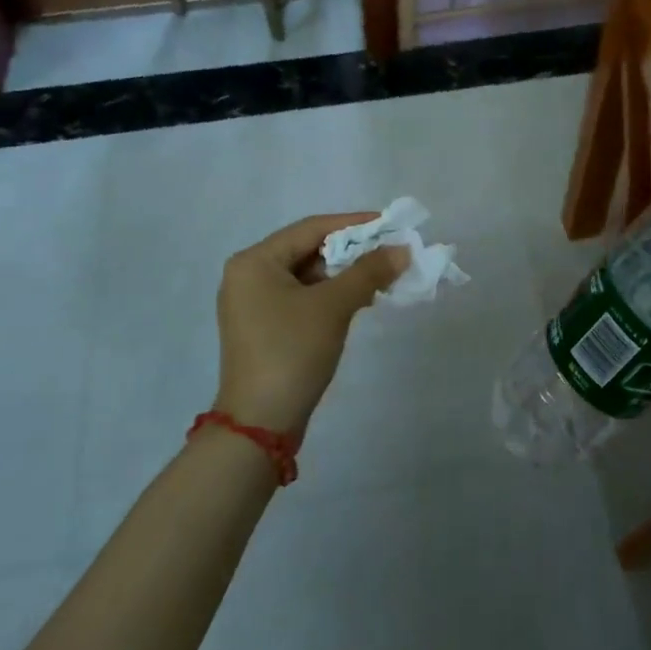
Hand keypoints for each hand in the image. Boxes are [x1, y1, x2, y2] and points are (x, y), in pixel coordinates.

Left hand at [212, 213, 406, 435]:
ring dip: (344, 274)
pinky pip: (302, 297)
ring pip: (307, 275)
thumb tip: (402, 249)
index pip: (311, 228)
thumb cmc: (292, 351)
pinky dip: (330, 294)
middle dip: (351, 251)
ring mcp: (253, 303)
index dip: (353, 224)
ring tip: (382, 276)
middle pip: (308, 250)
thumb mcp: (333, 306)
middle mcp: (248, 275)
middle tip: (390, 252)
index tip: (389, 224)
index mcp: (254, 261)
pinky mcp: (264, 327)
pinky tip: (360, 299)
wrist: (260, 425)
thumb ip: (368, 271)